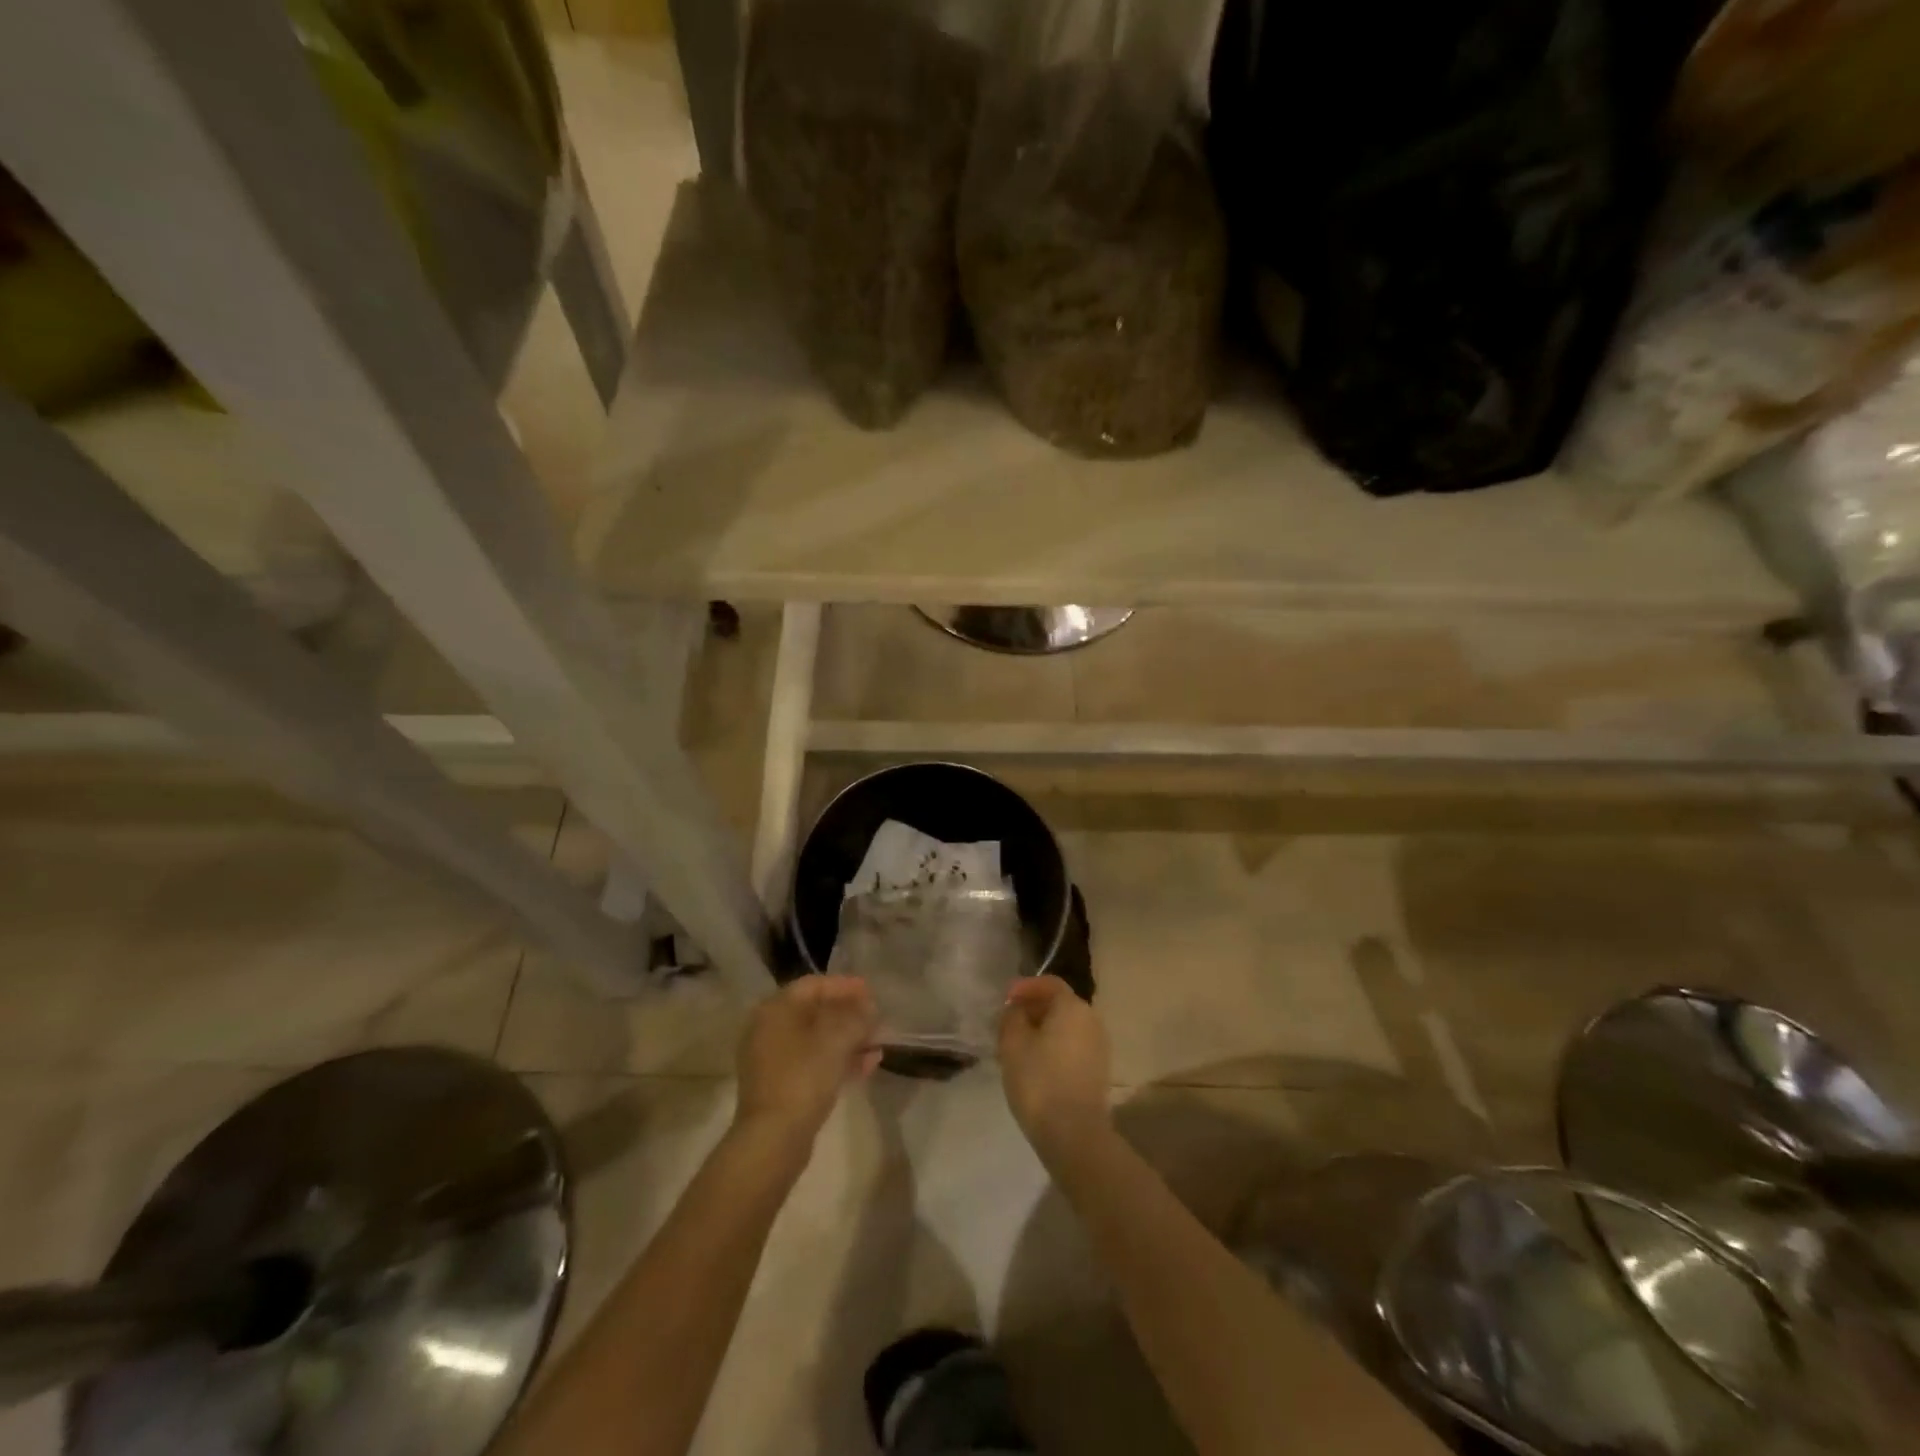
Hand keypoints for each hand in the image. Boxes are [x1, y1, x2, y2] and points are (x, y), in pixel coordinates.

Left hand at [734, 975, 880, 1145]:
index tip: (872, 992)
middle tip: (877, 1019)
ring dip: (849, 1039)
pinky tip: (868, 1065)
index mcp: (776, 1009)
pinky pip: (814, 1063)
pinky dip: (839, 1060)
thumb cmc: (804, 1076)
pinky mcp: (781, 1087)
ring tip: (878, 1043)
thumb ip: (857, 1016)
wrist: (774, 1139)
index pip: (814, 985)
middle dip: (849, 1015)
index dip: (845, 986)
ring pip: (817, 1040)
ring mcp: (773, 1060)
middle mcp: (769, 1029)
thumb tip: (868, 1007)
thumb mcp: (837, 1039)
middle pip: (816, 1012)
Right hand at [999, 976, 1109, 1156]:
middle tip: (1008, 1023)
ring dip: (1043, 1030)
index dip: (1025, 987)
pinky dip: (1054, 1047)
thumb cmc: (1039, 1080)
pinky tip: (1035, 1065)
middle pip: (1060, 1004)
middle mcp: (1092, 1020)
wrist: (1074, 1134)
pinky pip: (1073, 1047)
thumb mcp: (1013, 1043)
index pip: (1049, 983)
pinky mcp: (1099, 1071)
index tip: (1005, 999)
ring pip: (1066, 1027)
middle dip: (1033, 1009)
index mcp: (1073, 1006)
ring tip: (1018, 1046)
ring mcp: (1099, 1046)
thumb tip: (1017, 1010)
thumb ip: (1012, 1017)